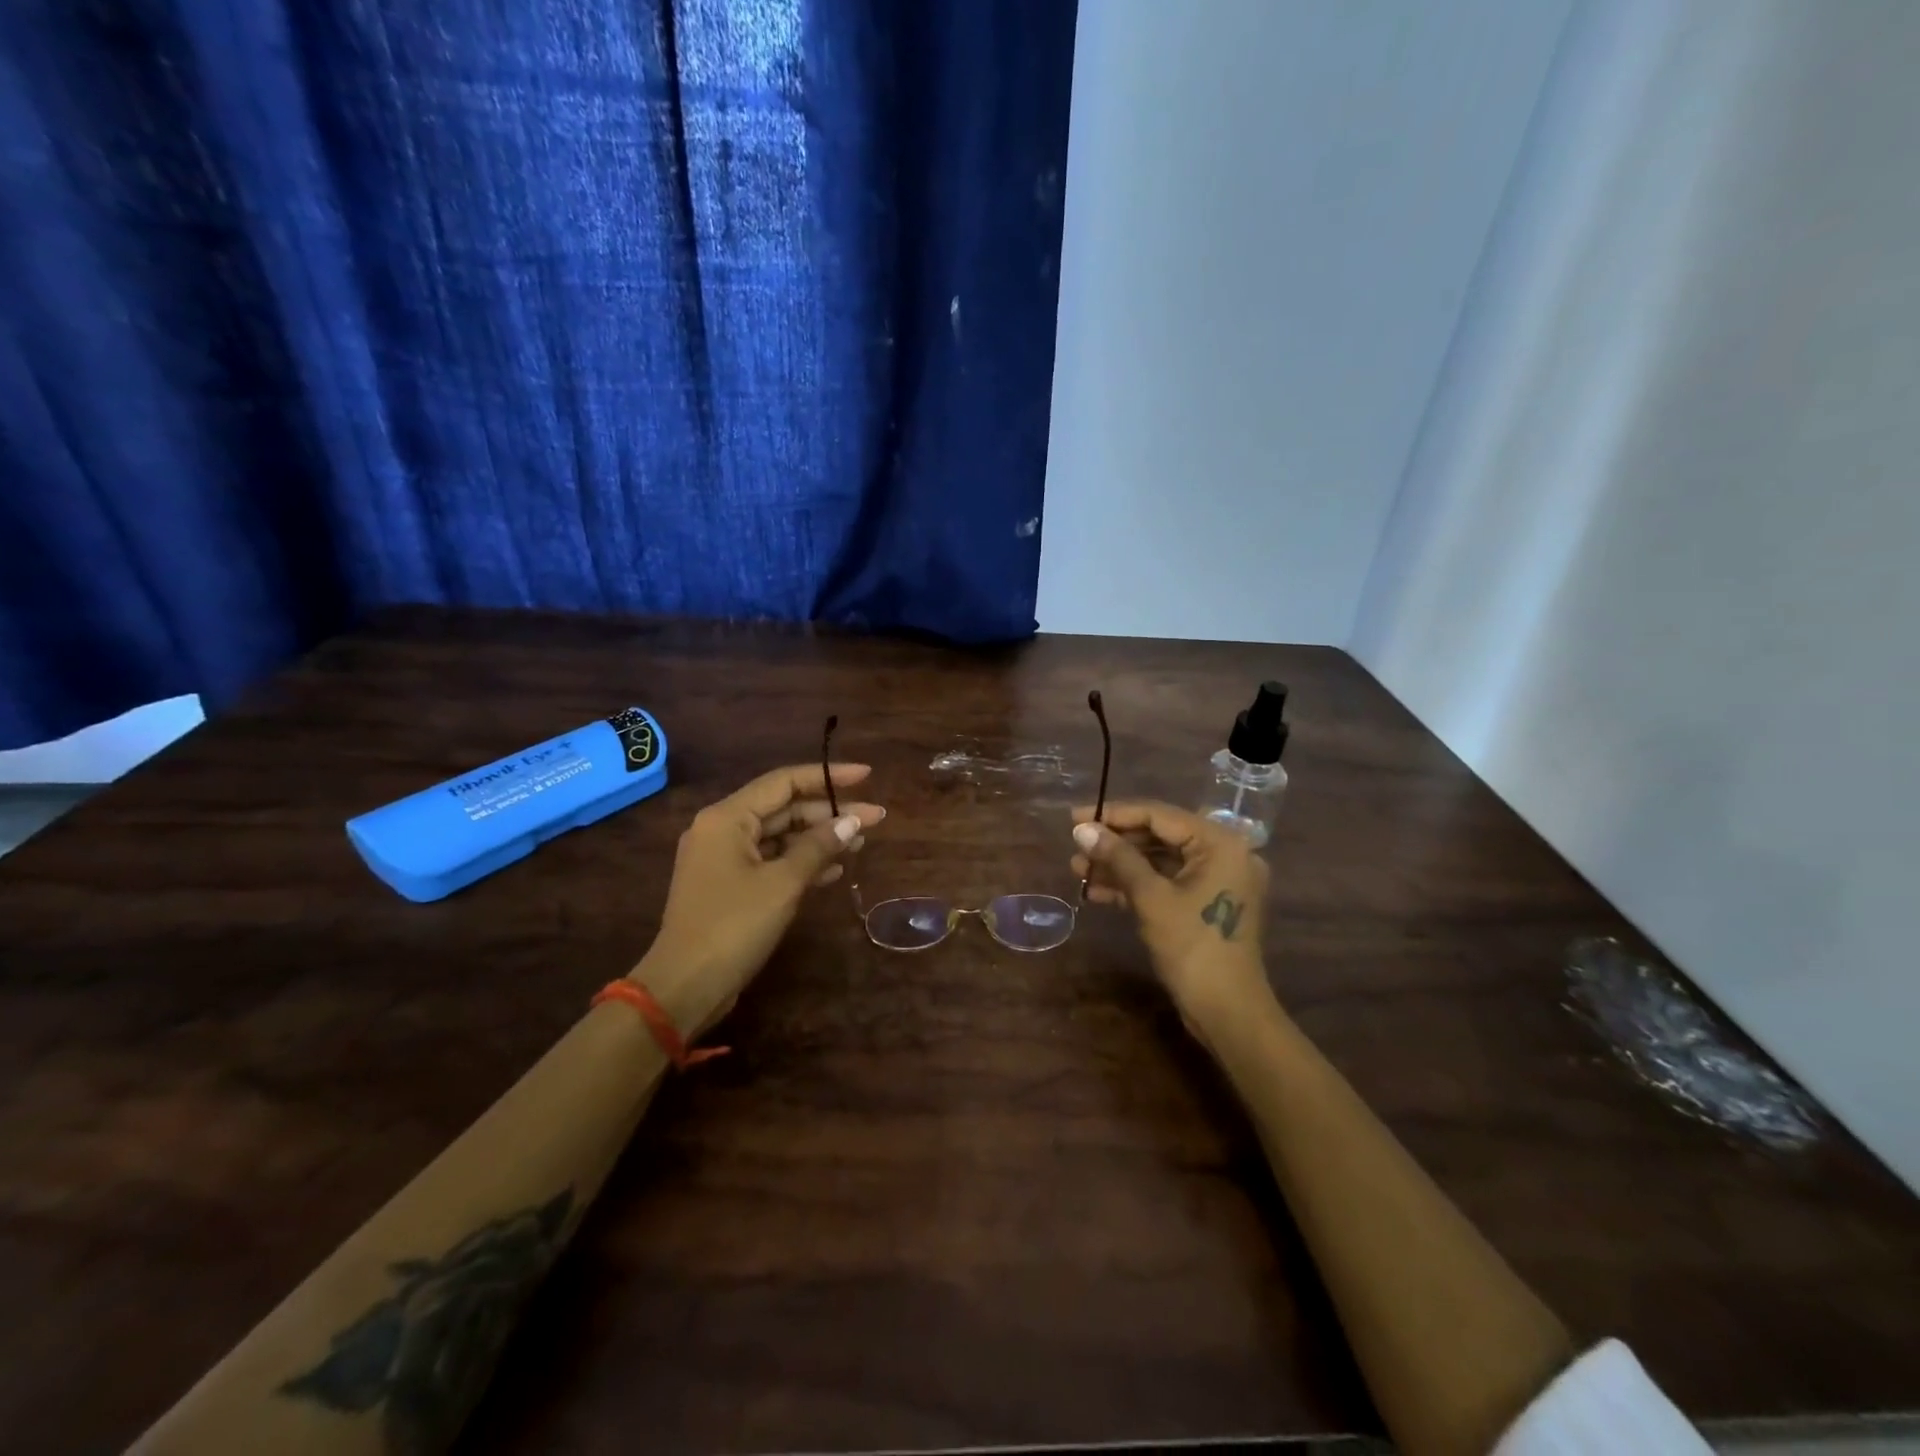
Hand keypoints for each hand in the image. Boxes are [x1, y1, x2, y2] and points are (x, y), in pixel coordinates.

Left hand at [637, 763, 884, 1033]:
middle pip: (784, 808)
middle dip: (829, 812)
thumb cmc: (733, 926)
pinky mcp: (728, 885)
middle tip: (875, 818)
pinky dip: (801, 862)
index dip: (827, 776)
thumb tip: (853, 821)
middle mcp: (722, 829)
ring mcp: (723, 858)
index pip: (785, 782)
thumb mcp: (783, 883)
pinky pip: (771, 860)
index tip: (866, 776)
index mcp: (727, 817)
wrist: (684, 987)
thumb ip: (819, 846)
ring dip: (819, 838)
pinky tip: (834, 870)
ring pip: (780, 835)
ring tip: (861, 843)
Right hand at [1070, 800, 1274, 1029]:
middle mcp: (1224, 854)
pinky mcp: (1206, 904)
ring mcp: (1217, 881)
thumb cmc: (1193, 947)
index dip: (1114, 815)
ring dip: (1120, 866)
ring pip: (1159, 862)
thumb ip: (1118, 858)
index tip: (1076, 817)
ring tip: (1078, 871)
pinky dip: (1135, 886)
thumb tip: (1082, 829)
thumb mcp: (1151, 898)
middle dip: (1114, 844)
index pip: (1159, 815)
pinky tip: (1097, 893)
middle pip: (1159, 837)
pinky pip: (1167, 883)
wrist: (1228, 1013)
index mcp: (1220, 843)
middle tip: (1076, 848)